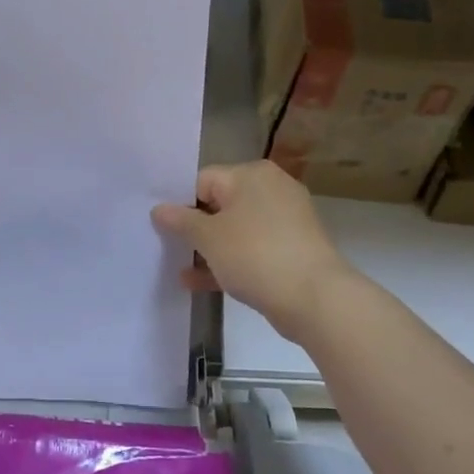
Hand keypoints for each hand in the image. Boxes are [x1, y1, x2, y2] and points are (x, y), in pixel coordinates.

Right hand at [152, 161, 357, 339]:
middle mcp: (271, 189)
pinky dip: (229, 261)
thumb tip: (158, 209)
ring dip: (209, 248)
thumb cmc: (255, 255)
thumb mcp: (208, 238)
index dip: (180, 203)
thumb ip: (180, 221)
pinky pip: (251, 249)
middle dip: (194, 227)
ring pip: (235, 229)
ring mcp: (285, 220)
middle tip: (168, 246)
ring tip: (180, 268)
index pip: (203, 180)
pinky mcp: (292, 249)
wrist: (315, 298)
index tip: (163, 227)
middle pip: (220, 203)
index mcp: (251, 175)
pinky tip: (199, 282)